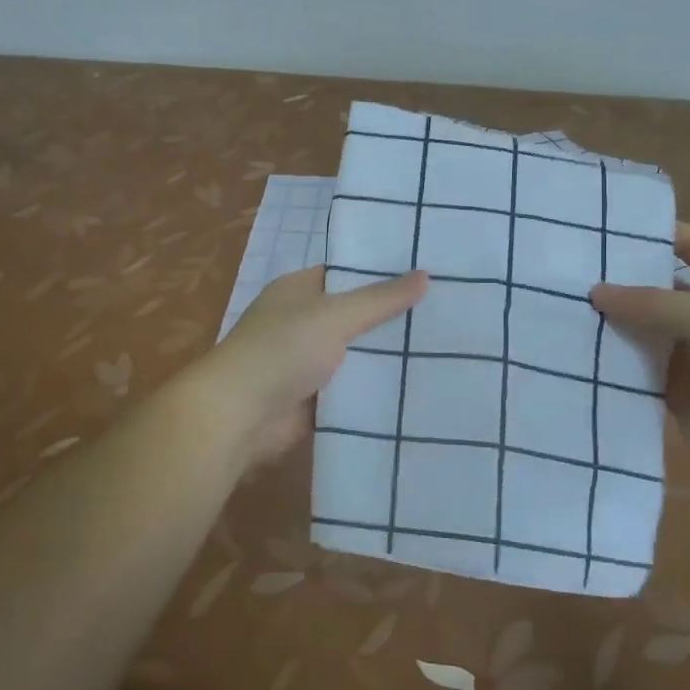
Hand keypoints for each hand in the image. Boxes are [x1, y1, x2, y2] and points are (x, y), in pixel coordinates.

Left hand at [199, 266, 428, 466]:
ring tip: (447, 350)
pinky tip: (419, 388)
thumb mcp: (335, 314)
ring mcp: (306, 363)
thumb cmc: (282, 349)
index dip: (382, 273)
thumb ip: (381, 299)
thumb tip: (426, 275)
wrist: (240, 416)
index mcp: (298, 291)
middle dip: (392, 318)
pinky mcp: (314, 400)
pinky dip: (375, 390)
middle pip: (355, 316)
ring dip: (387, 357)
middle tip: (449, 315)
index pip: (345, 274)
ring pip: (357, 355)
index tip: (427, 275)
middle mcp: (301, 323)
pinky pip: (352, 390)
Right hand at [591, 224, 689, 503]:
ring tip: (558, 306)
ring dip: (609, 323)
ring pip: (640, 331)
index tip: (609, 225)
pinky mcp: (672, 391)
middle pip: (657, 289)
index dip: (659, 232)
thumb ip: (652, 303)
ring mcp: (689, 354)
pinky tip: (571, 351)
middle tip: (566, 269)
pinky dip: (609, 364)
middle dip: (619, 281)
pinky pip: (634, 371)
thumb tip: (596, 292)